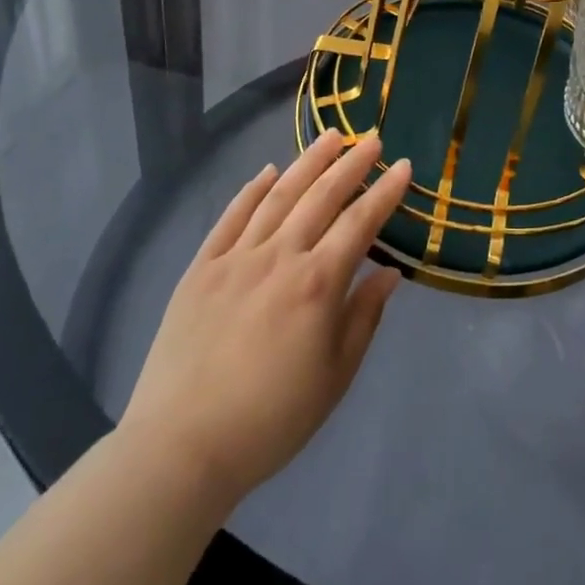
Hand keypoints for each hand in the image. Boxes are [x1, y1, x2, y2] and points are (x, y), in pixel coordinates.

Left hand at [118, 131, 412, 505]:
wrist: (181, 447)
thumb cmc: (270, 420)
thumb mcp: (334, 377)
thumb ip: (363, 318)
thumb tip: (389, 273)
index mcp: (317, 283)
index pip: (360, 222)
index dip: (385, 191)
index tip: (403, 165)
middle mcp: (280, 256)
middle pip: (322, 196)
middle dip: (351, 164)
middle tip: (372, 139)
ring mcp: (236, 257)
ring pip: (279, 195)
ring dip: (308, 162)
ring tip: (330, 136)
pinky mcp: (201, 268)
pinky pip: (232, 217)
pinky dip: (252, 189)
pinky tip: (268, 172)